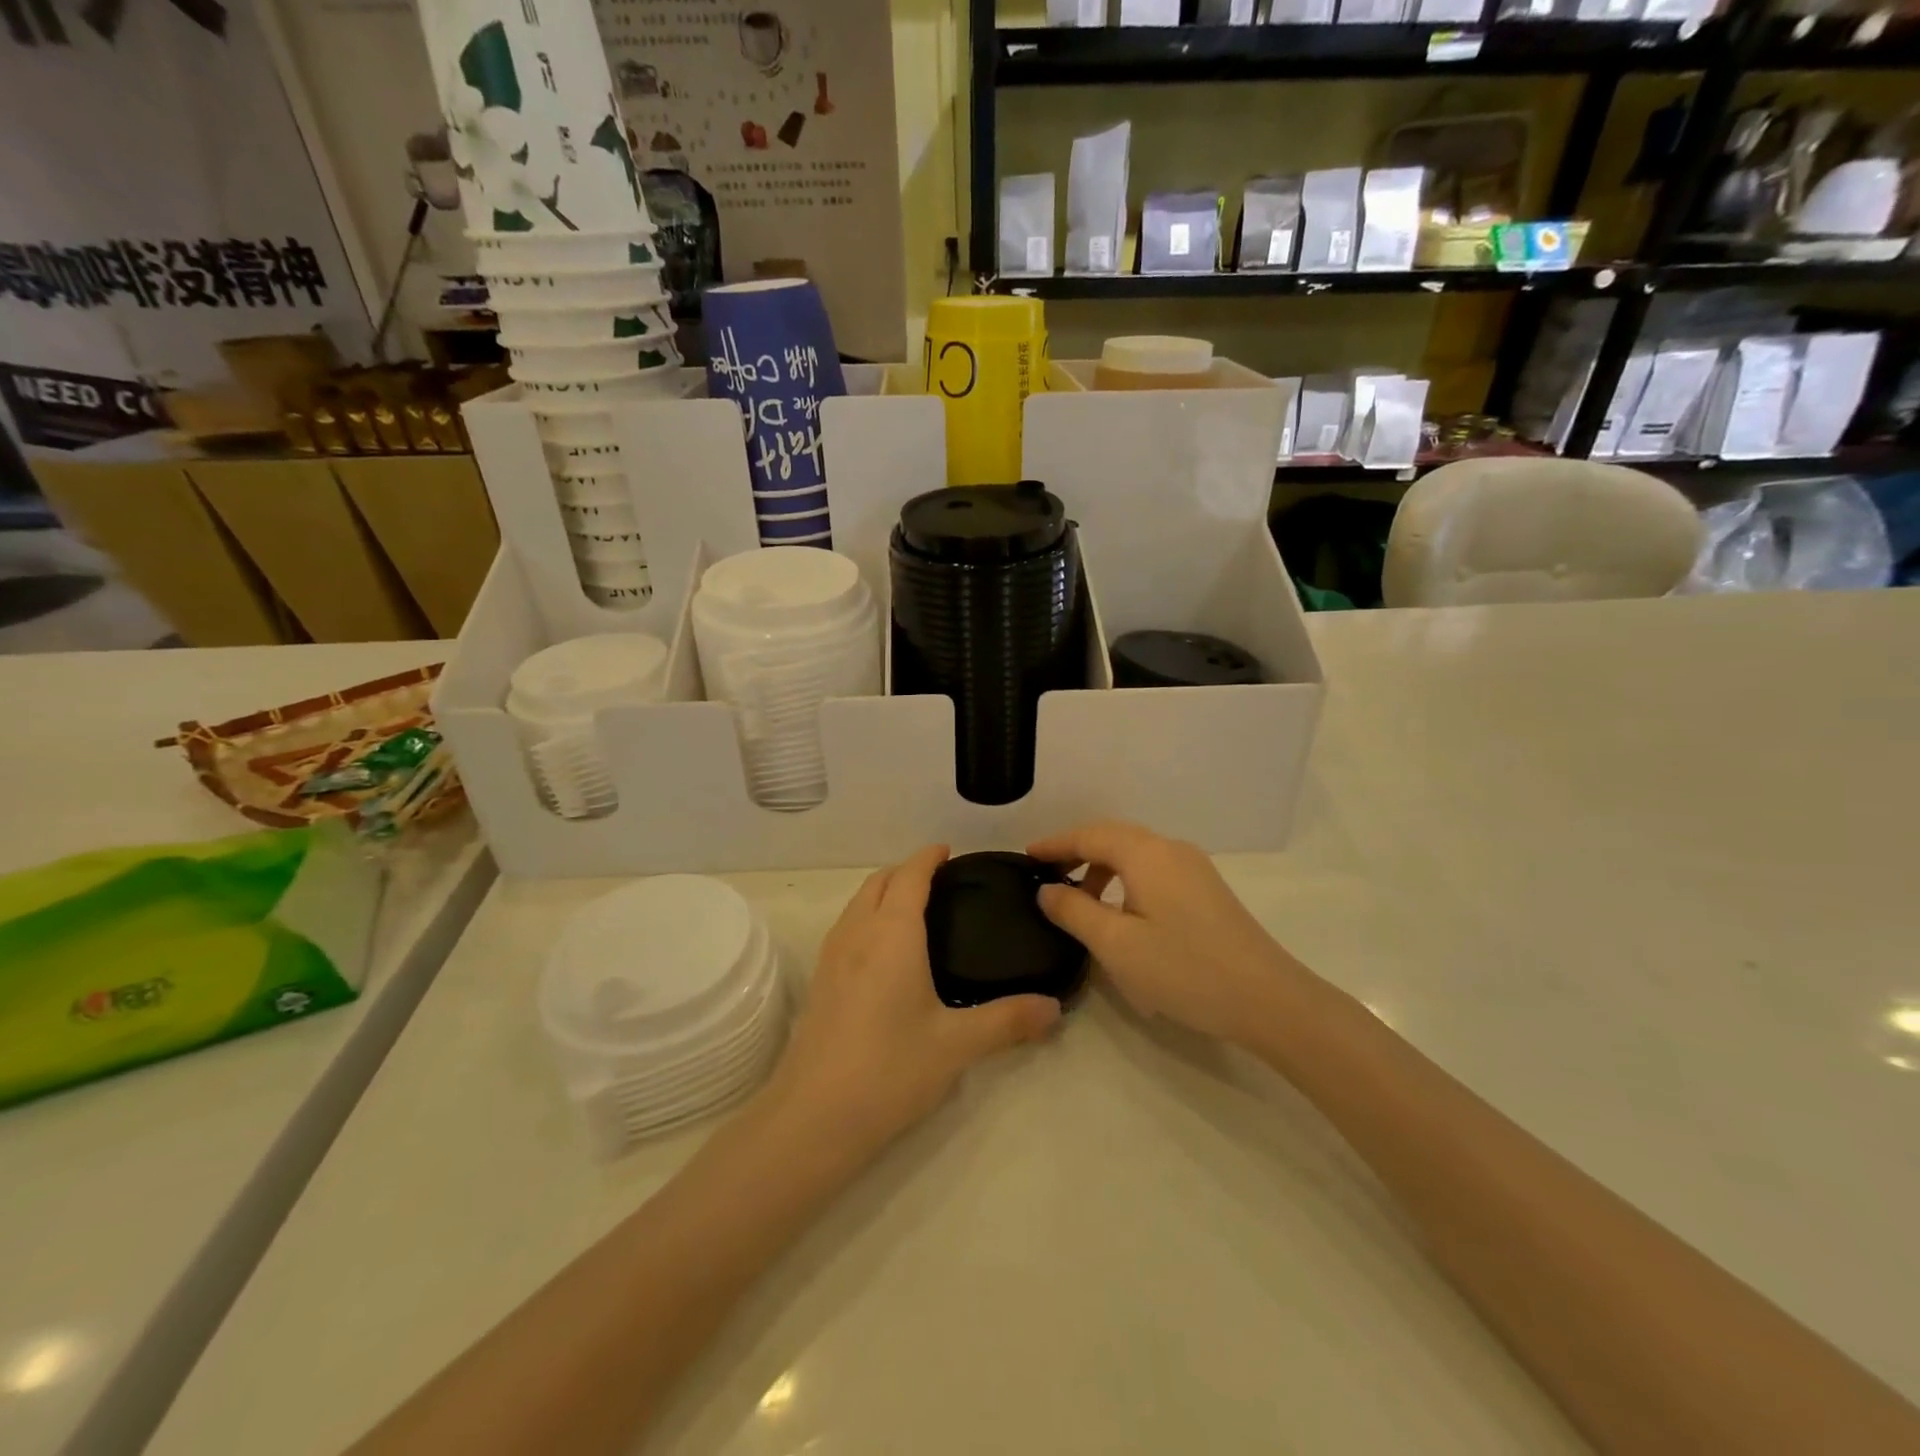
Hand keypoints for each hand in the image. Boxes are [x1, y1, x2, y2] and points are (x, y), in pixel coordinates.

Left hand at [771, 845, 1060, 1153]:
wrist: (813, 1117)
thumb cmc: (889, 1069)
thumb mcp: (957, 1045)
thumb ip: (1007, 1021)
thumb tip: (1054, 1008)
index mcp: (892, 933)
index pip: (910, 876)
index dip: (928, 857)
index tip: (948, 851)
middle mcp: (857, 933)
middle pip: (878, 881)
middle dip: (906, 870)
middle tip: (940, 881)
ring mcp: (831, 957)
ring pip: (857, 903)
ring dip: (883, 892)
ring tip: (914, 910)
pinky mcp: (819, 982)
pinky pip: (846, 927)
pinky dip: (867, 917)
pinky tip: (885, 952)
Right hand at [1029, 821, 1313, 1045]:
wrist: (1268, 999)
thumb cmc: (1185, 969)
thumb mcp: (1117, 945)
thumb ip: (1074, 911)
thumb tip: (1046, 889)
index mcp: (1146, 853)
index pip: (1089, 835)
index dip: (1055, 844)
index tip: (1025, 857)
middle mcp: (1170, 849)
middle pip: (1113, 837)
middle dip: (1077, 852)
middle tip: (1046, 876)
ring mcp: (1194, 867)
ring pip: (1135, 853)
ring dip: (1102, 867)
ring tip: (1080, 901)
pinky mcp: (1206, 889)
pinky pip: (1153, 869)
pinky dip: (1125, 879)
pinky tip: (1120, 912)